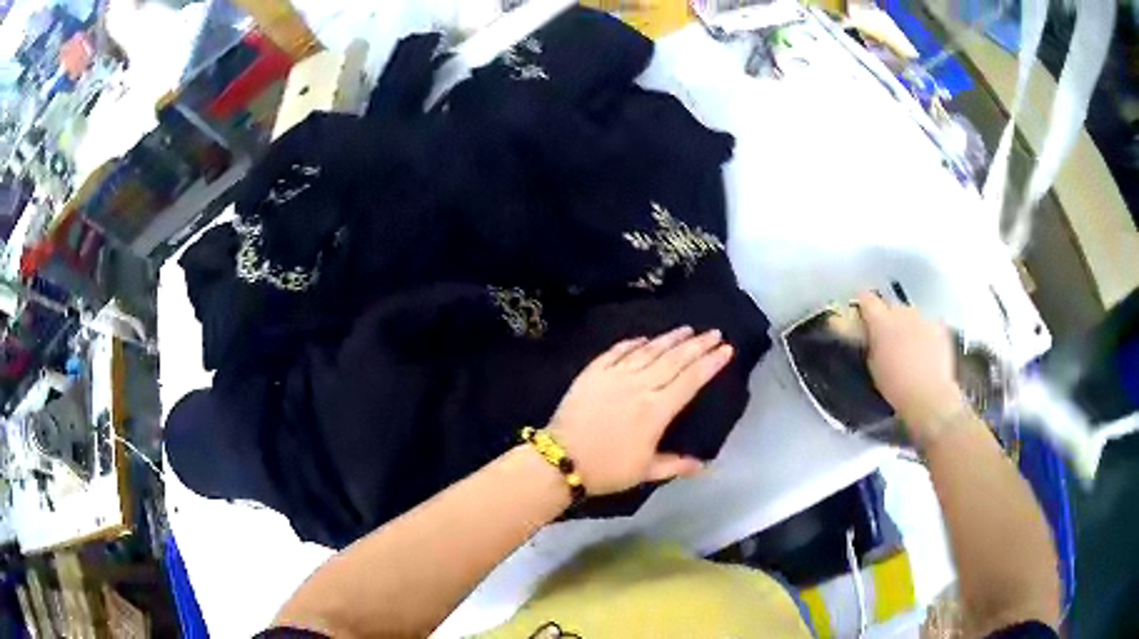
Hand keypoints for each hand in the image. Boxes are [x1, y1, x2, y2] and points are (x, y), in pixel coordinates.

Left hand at [545, 327, 733, 495]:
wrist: (560, 460)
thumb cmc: (607, 469)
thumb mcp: (645, 472)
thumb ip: (675, 465)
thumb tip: (704, 465)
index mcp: (656, 410)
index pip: (691, 380)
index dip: (710, 363)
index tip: (726, 349)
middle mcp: (639, 386)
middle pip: (674, 359)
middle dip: (697, 344)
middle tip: (714, 332)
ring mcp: (614, 376)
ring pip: (648, 351)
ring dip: (669, 338)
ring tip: (686, 329)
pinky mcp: (593, 372)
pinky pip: (617, 351)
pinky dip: (633, 343)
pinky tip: (644, 338)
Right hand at [856, 292, 966, 439]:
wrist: (929, 395)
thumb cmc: (895, 386)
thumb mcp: (873, 365)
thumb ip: (871, 343)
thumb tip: (870, 334)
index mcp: (881, 321)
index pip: (866, 298)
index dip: (862, 303)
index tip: (860, 312)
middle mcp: (902, 311)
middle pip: (890, 304)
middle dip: (886, 315)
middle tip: (885, 335)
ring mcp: (923, 317)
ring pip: (910, 313)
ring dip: (906, 323)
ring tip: (907, 343)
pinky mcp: (939, 326)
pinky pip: (927, 323)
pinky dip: (924, 331)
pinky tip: (925, 348)